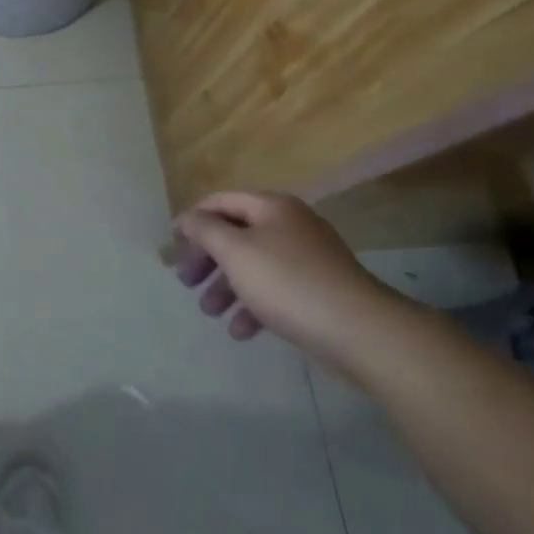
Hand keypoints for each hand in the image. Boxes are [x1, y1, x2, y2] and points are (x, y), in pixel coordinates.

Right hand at [164, 190, 408, 371]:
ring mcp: (308, 259)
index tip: (173, 246)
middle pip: (236, 234)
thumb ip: (204, 230)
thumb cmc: (288, 282)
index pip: (220, 202)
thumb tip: (187, 217)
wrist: (361, 331)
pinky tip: (240, 331)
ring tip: (209, 312)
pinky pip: (275, 291)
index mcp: (272, 207)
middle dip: (207, 259)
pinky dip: (253, 306)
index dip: (192, 220)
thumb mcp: (235, 251)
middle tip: (186, 282)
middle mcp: (290, 225)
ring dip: (226, 286)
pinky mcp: (318, 291)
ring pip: (254, 265)